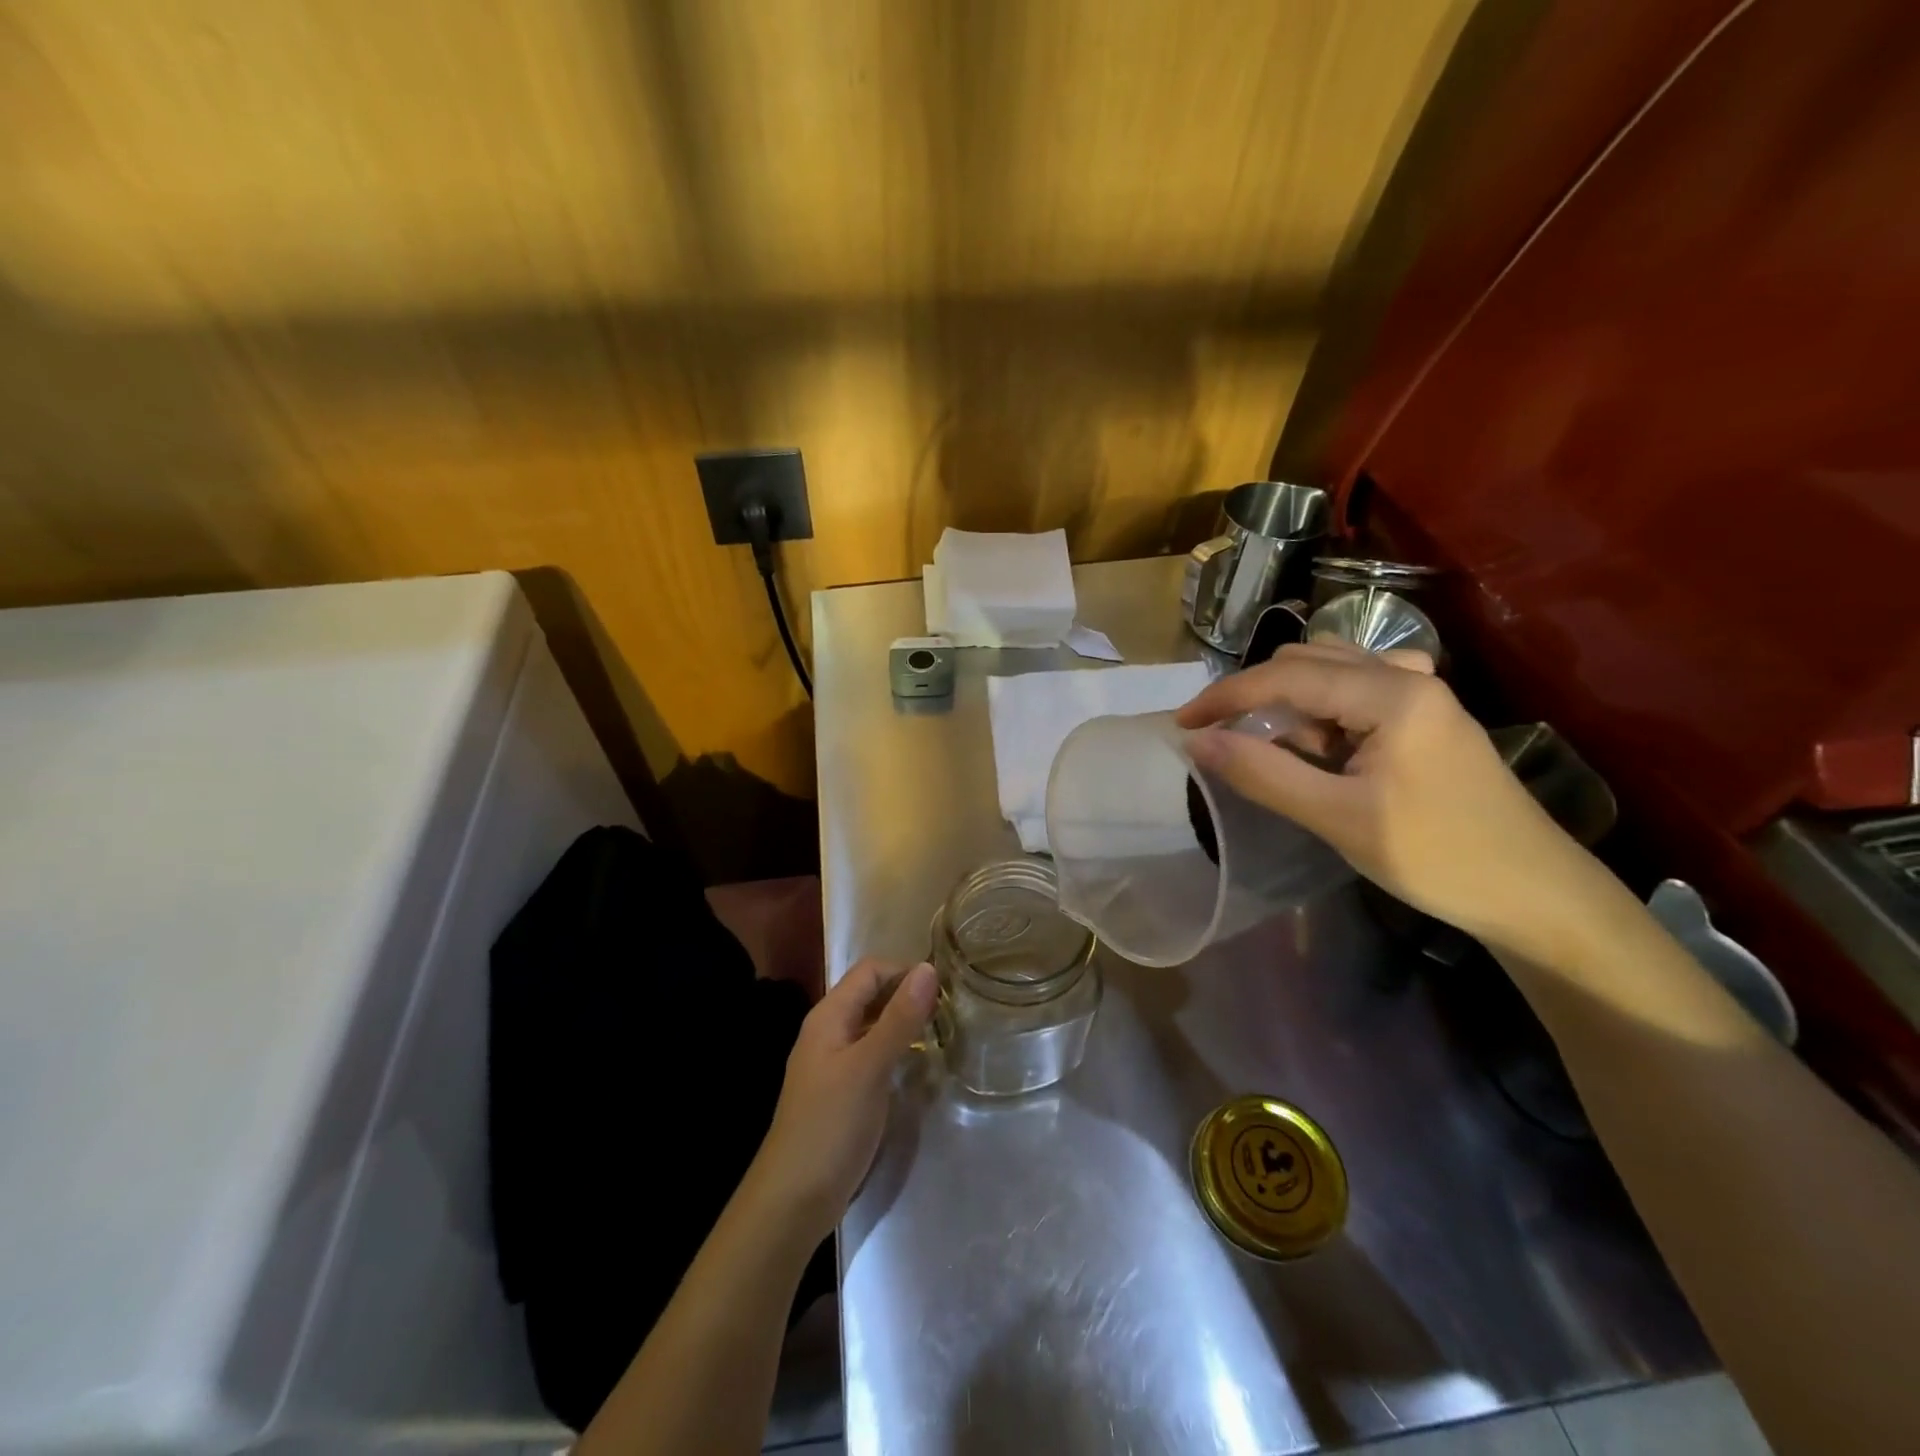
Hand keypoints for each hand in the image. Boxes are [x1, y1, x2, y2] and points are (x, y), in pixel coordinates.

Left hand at [749, 958, 937, 1241]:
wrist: (792, 1201)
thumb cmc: (830, 1125)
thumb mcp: (870, 1066)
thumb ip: (899, 1018)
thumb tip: (929, 969)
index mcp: (829, 1016)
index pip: (870, 971)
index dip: (906, 972)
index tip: (945, 990)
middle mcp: (829, 1031)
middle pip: (871, 995)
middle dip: (908, 996)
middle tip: (951, 1012)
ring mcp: (834, 1063)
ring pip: (874, 1026)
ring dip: (904, 1023)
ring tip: (943, 1034)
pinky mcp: (843, 1091)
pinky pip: (873, 1054)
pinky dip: (896, 1051)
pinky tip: (919, 1066)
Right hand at [1177, 643, 1602, 960]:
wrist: (1535, 894)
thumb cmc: (1436, 856)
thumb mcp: (1337, 818)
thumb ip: (1262, 773)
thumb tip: (1196, 742)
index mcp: (1391, 695)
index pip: (1285, 677)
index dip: (1225, 696)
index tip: (1182, 725)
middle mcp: (1408, 677)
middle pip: (1307, 662)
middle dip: (1256, 696)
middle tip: (1225, 741)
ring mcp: (1424, 694)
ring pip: (1332, 672)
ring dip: (1291, 701)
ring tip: (1276, 749)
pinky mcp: (1429, 717)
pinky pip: (1358, 690)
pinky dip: (1323, 709)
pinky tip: (1324, 743)